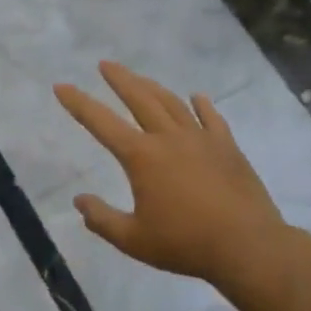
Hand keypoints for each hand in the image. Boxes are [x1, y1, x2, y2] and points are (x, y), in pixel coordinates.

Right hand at [54, 62, 298, 289]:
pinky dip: (201, 105)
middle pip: (139, 98)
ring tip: (140, 77)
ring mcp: (201, 139)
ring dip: (152, 87)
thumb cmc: (185, 244)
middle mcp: (168, 138)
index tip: (62, 86)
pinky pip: (212, 119)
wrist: (248, 247)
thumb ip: (101, 219)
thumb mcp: (133, 240)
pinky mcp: (228, 148)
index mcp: (141, 157)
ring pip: (172, 103)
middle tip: (104, 64)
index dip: (78, 103)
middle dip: (119, 79)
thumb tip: (79, 200)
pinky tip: (197, 97)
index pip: (101, 122)